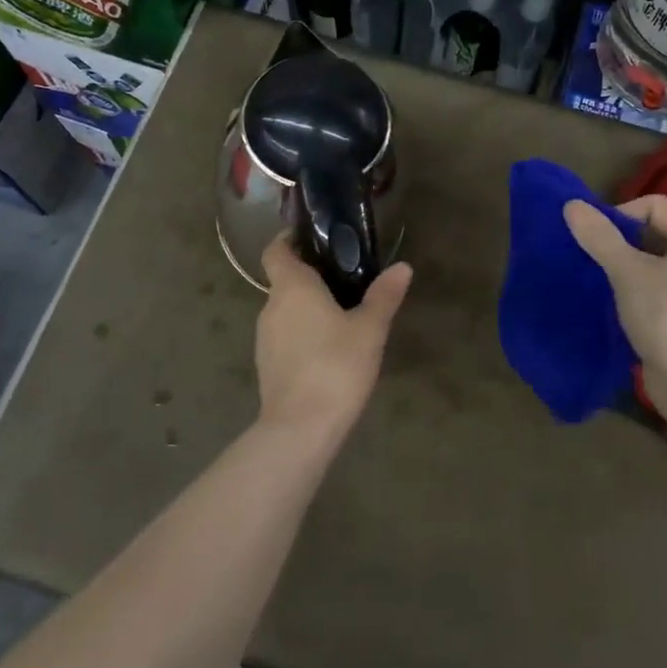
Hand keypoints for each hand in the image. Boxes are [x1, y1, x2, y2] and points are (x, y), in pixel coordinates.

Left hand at [255, 233, 413, 449]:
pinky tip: (328, 350)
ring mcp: (264, 338)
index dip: (288, 240)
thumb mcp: (369, 330)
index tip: (312, 238)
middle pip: (283, 280)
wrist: (300, 429)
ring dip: (306, 308)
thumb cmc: (335, 367)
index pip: (276, 250)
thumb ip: (384, 296)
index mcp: (291, 287)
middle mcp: (271, 306)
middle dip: (309, 277)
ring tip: (341, 314)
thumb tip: (402, 267)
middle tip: (344, 278)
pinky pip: (284, 336)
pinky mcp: (266, 366)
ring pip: (284, 310)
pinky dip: (301, 334)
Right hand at [563, 195, 666, 405]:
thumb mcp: (626, 270)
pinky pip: (665, 295)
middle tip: (597, 259)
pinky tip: (622, 310)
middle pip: (660, 235)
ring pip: (661, 268)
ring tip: (605, 284)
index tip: (599, 238)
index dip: (623, 214)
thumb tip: (572, 205)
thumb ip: (599, 236)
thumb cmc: (666, 315)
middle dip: (625, 243)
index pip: (658, 206)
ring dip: (631, 271)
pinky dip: (642, 296)